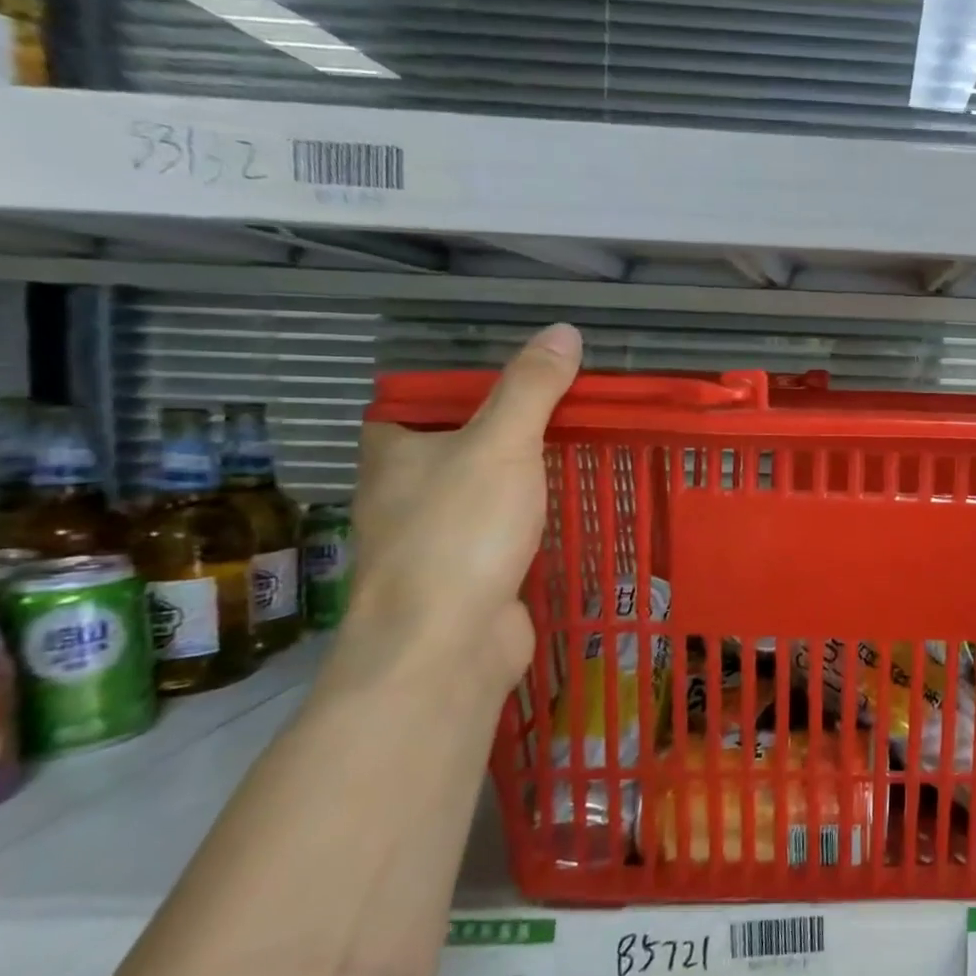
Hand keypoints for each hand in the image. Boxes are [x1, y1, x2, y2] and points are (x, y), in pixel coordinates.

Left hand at [336, 322, 582, 699]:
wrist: (444, 644)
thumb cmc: (460, 531)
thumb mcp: (501, 444)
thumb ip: (531, 389)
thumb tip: (563, 331)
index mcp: (394, 451)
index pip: (423, 401)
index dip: (471, 387)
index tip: (529, 383)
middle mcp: (403, 492)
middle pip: (460, 445)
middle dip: (512, 433)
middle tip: (572, 416)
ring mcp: (433, 539)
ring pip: (483, 492)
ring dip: (524, 480)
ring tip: (581, 457)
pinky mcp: (465, 576)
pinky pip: (502, 533)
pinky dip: (531, 522)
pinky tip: (569, 515)